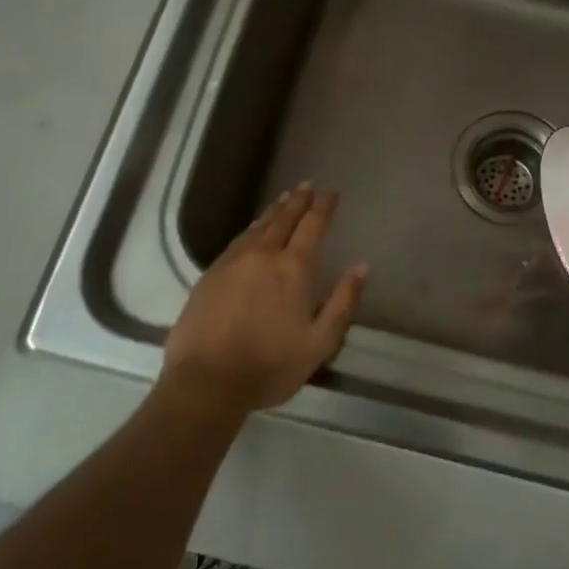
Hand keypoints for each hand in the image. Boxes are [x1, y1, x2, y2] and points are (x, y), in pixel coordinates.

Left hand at [162, 184, 367, 417]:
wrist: (206, 382)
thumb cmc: (270, 366)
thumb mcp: (320, 342)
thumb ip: (343, 302)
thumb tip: (362, 266)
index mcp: (293, 268)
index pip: (312, 226)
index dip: (323, 207)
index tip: (331, 192)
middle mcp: (263, 256)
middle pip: (284, 220)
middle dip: (298, 201)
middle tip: (307, 186)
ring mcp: (233, 262)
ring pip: (258, 227)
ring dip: (274, 211)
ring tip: (283, 199)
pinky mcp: (210, 275)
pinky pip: (237, 241)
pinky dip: (251, 228)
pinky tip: (253, 230)